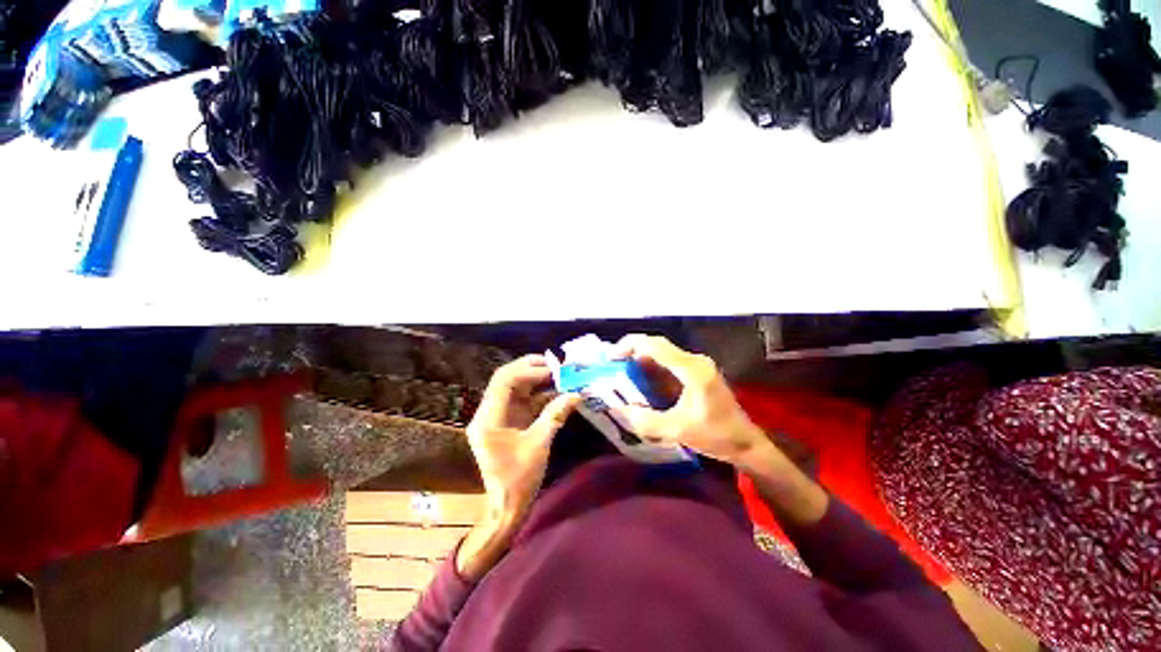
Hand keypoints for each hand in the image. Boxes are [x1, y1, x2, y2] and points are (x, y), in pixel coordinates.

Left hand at [457, 355, 578, 578]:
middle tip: (556, 365)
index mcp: (489, 418)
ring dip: (536, 380)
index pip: (505, 381)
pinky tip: (556, 391)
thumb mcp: (539, 445)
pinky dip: (538, 395)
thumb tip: (576, 394)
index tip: (554, 370)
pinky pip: (522, 401)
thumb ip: (555, 415)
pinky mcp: (507, 421)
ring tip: (559, 374)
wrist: (507, 508)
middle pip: (507, 379)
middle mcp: (488, 412)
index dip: (529, 371)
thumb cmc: (519, 480)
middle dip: (532, 369)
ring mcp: (497, 416)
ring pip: (515, 387)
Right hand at [608, 335, 767, 466]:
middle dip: (632, 351)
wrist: (747, 443)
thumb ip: (647, 421)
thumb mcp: (678, 430)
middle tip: (613, 365)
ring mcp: (697, 365)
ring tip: (621, 371)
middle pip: (657, 345)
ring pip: (662, 353)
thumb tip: (620, 410)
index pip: (655, 346)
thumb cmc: (716, 436)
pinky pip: (669, 363)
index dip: (630, 346)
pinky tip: (641, 380)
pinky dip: (652, 368)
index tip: (611, 357)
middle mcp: (694, 361)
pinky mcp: (697, 373)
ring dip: (641, 359)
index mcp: (692, 370)